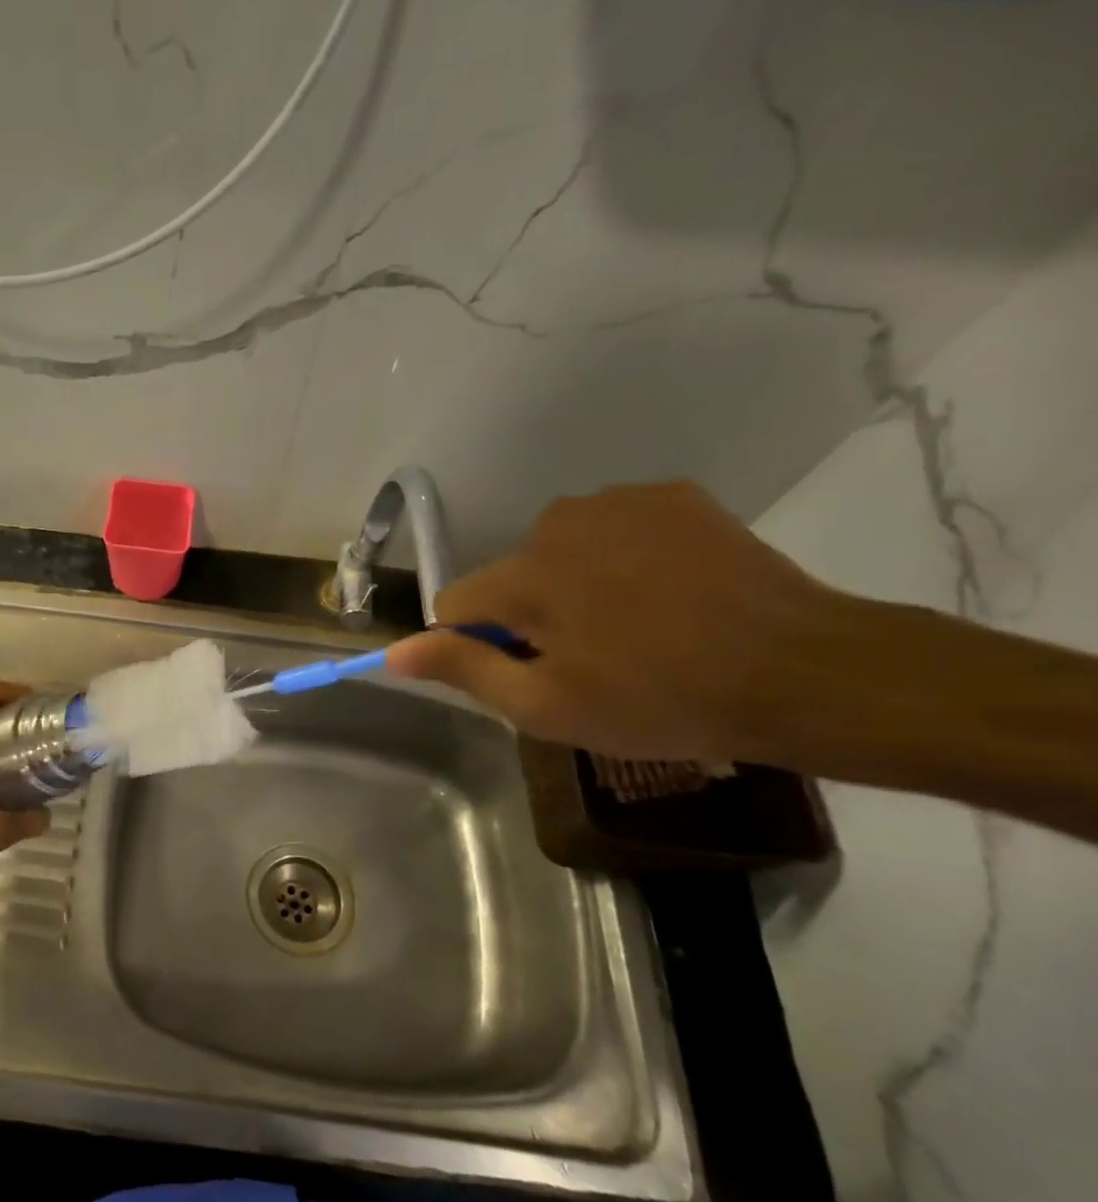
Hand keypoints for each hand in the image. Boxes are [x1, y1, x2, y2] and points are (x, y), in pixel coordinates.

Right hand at [386, 482, 846, 762]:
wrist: (807, 672)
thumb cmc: (662, 700)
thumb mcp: (546, 706)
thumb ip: (463, 669)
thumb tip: (393, 651)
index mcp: (523, 574)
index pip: (456, 605)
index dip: (480, 646)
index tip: (529, 674)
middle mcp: (557, 521)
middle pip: (509, 576)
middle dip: (530, 615)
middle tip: (590, 662)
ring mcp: (619, 502)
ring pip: (558, 551)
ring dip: (574, 586)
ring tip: (635, 628)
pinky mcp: (670, 495)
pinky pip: (611, 530)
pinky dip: (621, 558)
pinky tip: (668, 592)